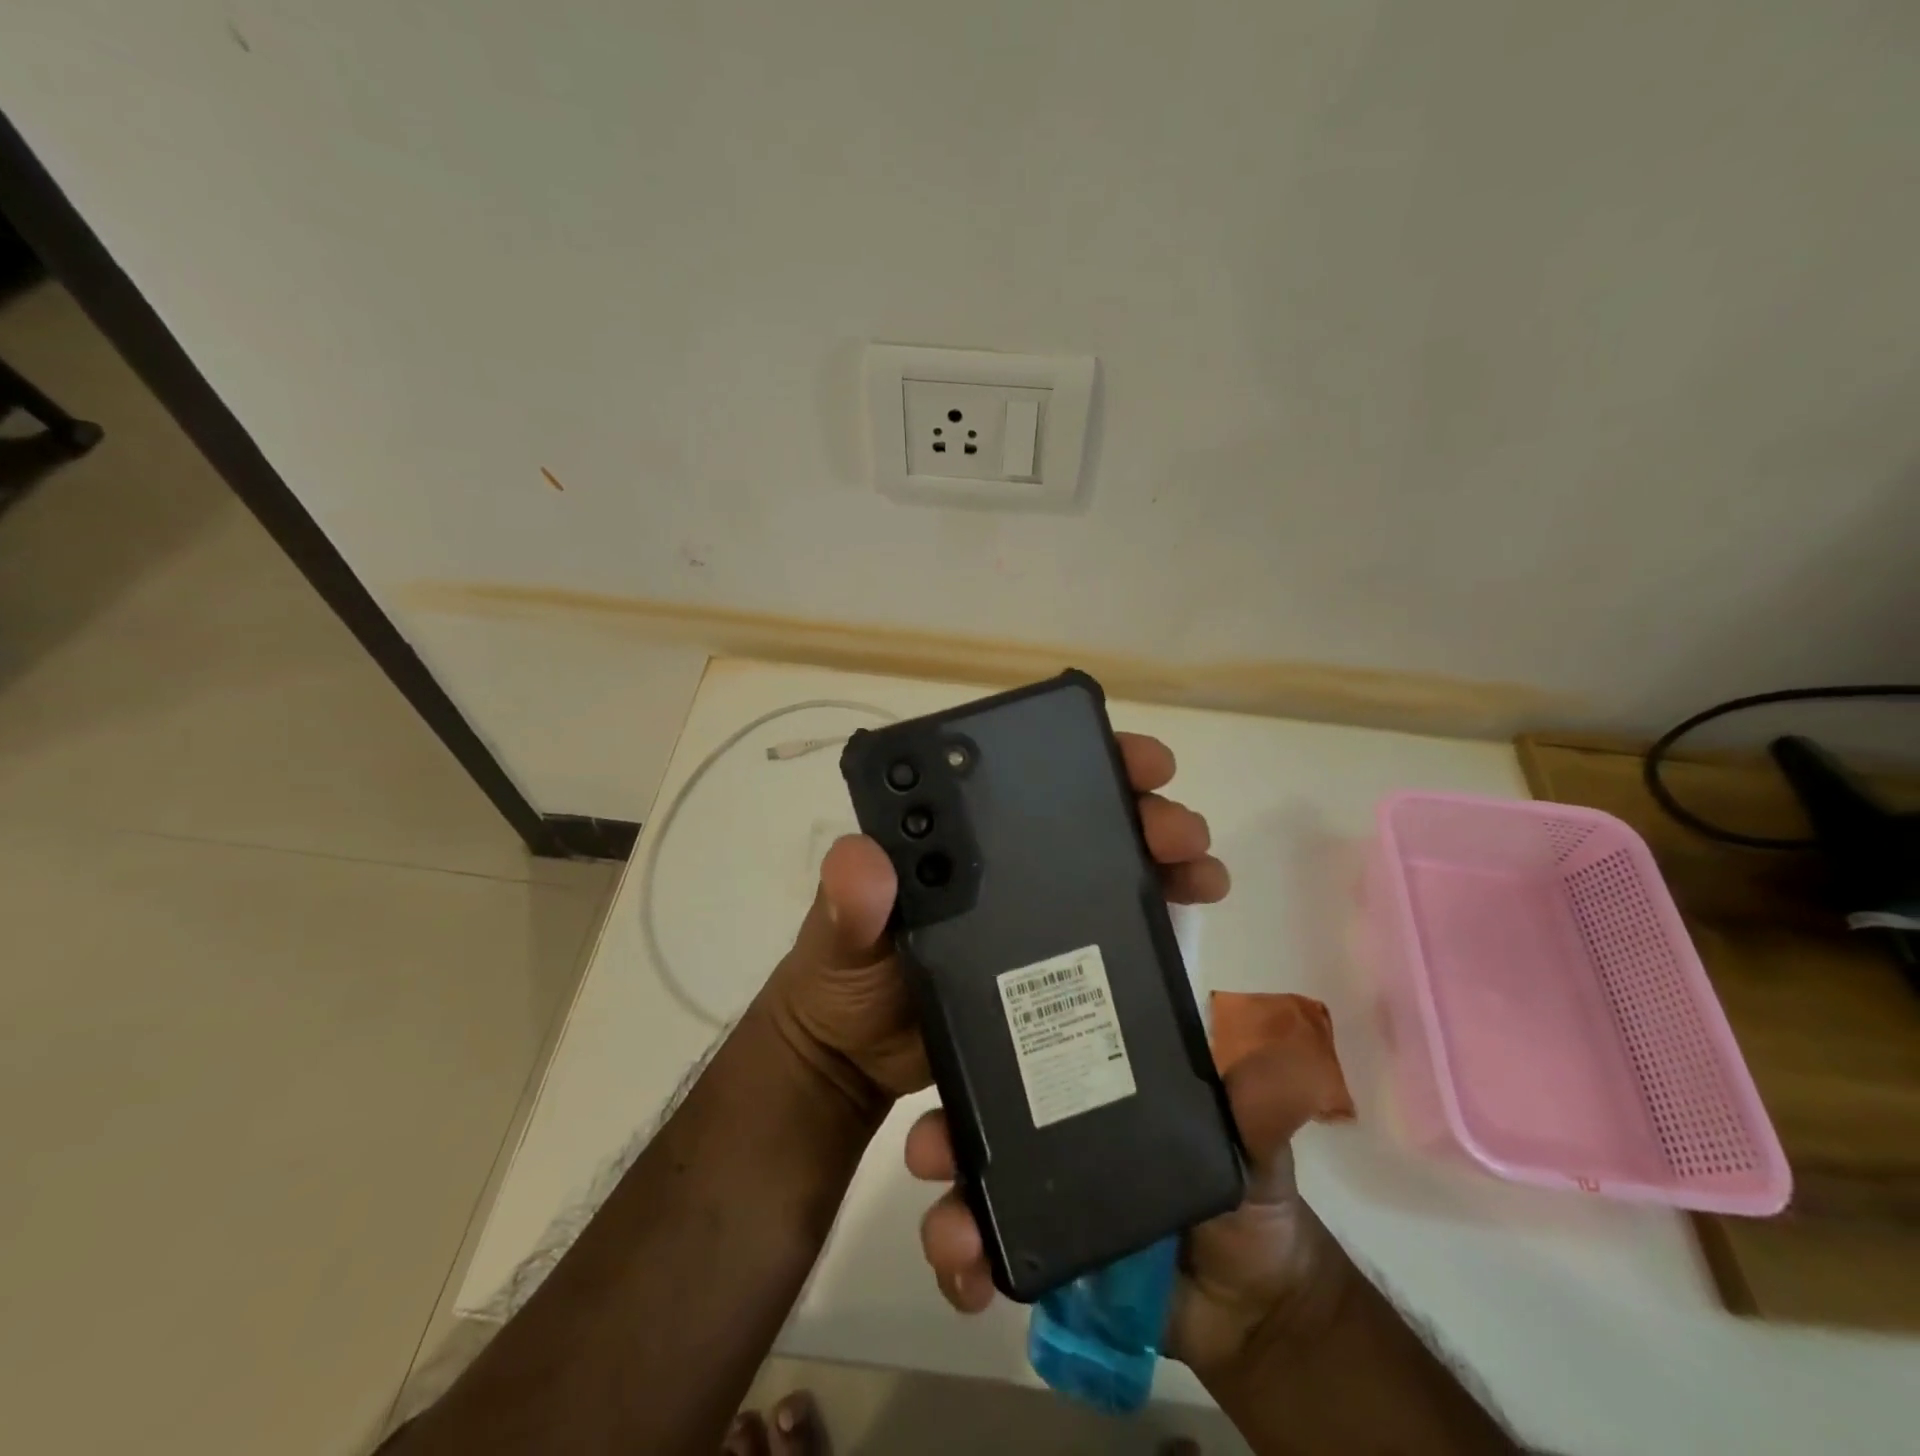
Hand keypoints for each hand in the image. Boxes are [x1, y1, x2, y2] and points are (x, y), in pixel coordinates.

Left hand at [758, 731, 1231, 1116]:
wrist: (855, 1064)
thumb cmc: (843, 983)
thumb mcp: (839, 939)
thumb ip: (847, 905)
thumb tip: (862, 861)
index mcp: (955, 838)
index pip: (1023, 777)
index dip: (1080, 757)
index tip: (1130, 759)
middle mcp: (1004, 860)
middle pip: (1085, 815)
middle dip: (1140, 807)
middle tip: (1176, 827)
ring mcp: (1035, 911)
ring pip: (1113, 864)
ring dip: (1164, 856)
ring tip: (1201, 870)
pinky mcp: (1054, 964)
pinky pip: (1115, 929)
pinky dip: (1156, 915)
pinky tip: (1188, 918)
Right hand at [904, 1037, 1355, 1374]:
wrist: (1250, 1306)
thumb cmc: (1245, 1196)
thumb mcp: (1251, 1140)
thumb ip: (1258, 1107)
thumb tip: (1288, 1064)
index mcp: (1090, 1083)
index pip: (1028, 1048)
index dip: (986, 1040)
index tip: (954, 1040)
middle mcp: (1051, 1130)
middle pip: (980, 1117)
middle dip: (944, 1128)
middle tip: (932, 1148)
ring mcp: (1038, 1194)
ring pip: (970, 1187)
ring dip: (945, 1209)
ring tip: (954, 1241)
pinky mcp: (1036, 1255)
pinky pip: (983, 1254)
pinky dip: (963, 1269)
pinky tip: (969, 1286)